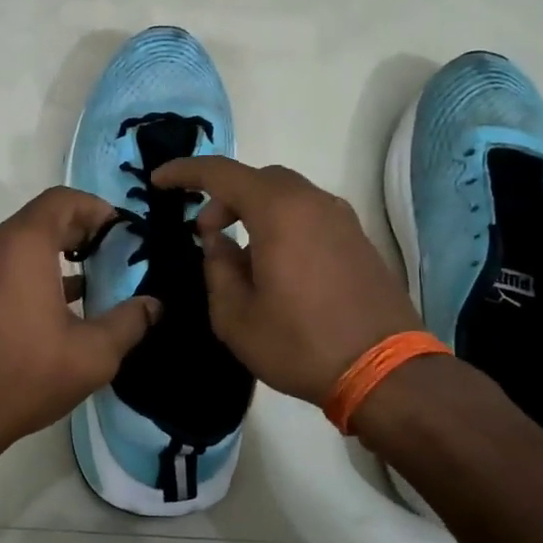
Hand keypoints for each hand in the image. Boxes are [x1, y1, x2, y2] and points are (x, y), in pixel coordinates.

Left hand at [0, 187, 159, 462]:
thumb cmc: (22, 377)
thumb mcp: (91, 356)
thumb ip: (129, 323)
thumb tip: (153, 306)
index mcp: (20, 246)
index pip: (61, 200)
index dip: (95, 208)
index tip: (119, 232)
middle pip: (36, 221)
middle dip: (76, 234)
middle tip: (107, 259)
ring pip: (12, 247)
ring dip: (47, 258)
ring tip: (82, 288)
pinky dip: (20, 276)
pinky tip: (41, 313)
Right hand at [151, 158, 420, 404]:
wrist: (384, 371)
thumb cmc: (300, 342)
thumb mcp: (236, 316)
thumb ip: (217, 268)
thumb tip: (218, 243)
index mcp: (279, 211)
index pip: (221, 173)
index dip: (185, 172)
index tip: (158, 181)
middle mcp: (313, 202)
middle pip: (259, 179)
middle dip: (224, 197)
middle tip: (205, 232)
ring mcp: (342, 219)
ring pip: (287, 196)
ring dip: (255, 211)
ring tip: (239, 255)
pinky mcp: (358, 240)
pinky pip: (310, 215)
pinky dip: (283, 224)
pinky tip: (276, 266)